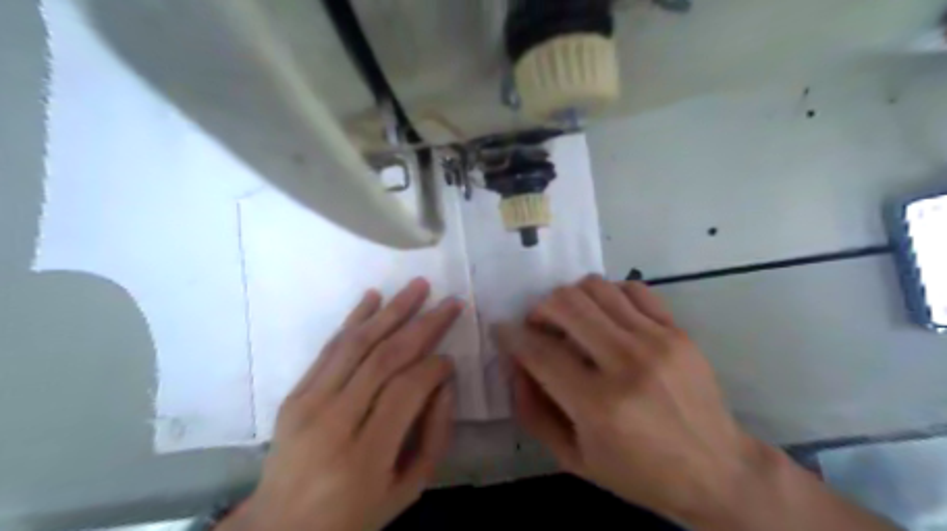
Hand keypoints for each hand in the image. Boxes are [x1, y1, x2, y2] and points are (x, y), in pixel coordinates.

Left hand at [225, 278, 463, 530]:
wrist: (279, 527)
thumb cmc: (353, 513)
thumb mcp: (407, 489)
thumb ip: (434, 436)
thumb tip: (444, 383)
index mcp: (364, 456)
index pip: (406, 390)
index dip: (434, 368)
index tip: (450, 360)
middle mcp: (333, 422)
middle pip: (384, 359)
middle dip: (423, 325)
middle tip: (450, 303)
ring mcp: (308, 404)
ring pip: (357, 344)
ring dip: (392, 310)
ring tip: (418, 286)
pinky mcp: (294, 393)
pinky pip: (329, 347)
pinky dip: (354, 318)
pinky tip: (374, 297)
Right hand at [496, 276, 766, 528]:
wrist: (717, 470)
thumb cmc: (640, 473)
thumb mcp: (574, 458)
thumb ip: (533, 412)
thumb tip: (514, 366)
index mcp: (598, 405)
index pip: (539, 352)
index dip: (511, 336)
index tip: (502, 330)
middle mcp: (627, 363)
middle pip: (566, 305)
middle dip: (538, 309)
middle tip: (537, 325)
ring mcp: (656, 341)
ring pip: (595, 288)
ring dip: (569, 297)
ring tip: (569, 318)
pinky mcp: (677, 330)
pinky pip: (632, 288)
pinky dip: (607, 294)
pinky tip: (604, 315)